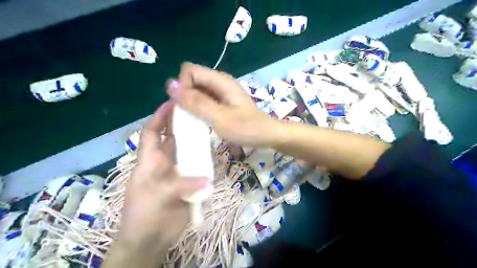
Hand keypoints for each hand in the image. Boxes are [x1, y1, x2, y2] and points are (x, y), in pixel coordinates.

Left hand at [119, 102, 205, 247]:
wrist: (151, 241)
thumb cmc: (145, 215)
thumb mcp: (159, 196)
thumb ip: (183, 184)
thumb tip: (208, 178)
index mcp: (149, 160)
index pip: (152, 132)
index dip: (160, 116)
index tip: (172, 102)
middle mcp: (163, 162)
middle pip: (172, 137)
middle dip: (180, 123)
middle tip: (197, 109)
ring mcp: (176, 172)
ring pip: (185, 150)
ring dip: (195, 140)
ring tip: (208, 127)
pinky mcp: (187, 182)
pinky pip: (197, 166)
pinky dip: (204, 159)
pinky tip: (213, 152)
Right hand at [167, 62, 279, 148]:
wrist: (267, 135)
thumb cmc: (247, 128)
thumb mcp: (220, 118)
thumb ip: (196, 102)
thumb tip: (170, 85)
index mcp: (220, 81)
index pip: (189, 70)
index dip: (183, 86)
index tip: (186, 106)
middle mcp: (220, 82)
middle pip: (192, 80)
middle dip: (185, 95)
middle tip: (189, 116)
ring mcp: (222, 92)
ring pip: (197, 90)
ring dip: (191, 103)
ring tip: (194, 120)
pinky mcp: (223, 101)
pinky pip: (205, 99)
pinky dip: (199, 108)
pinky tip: (202, 120)